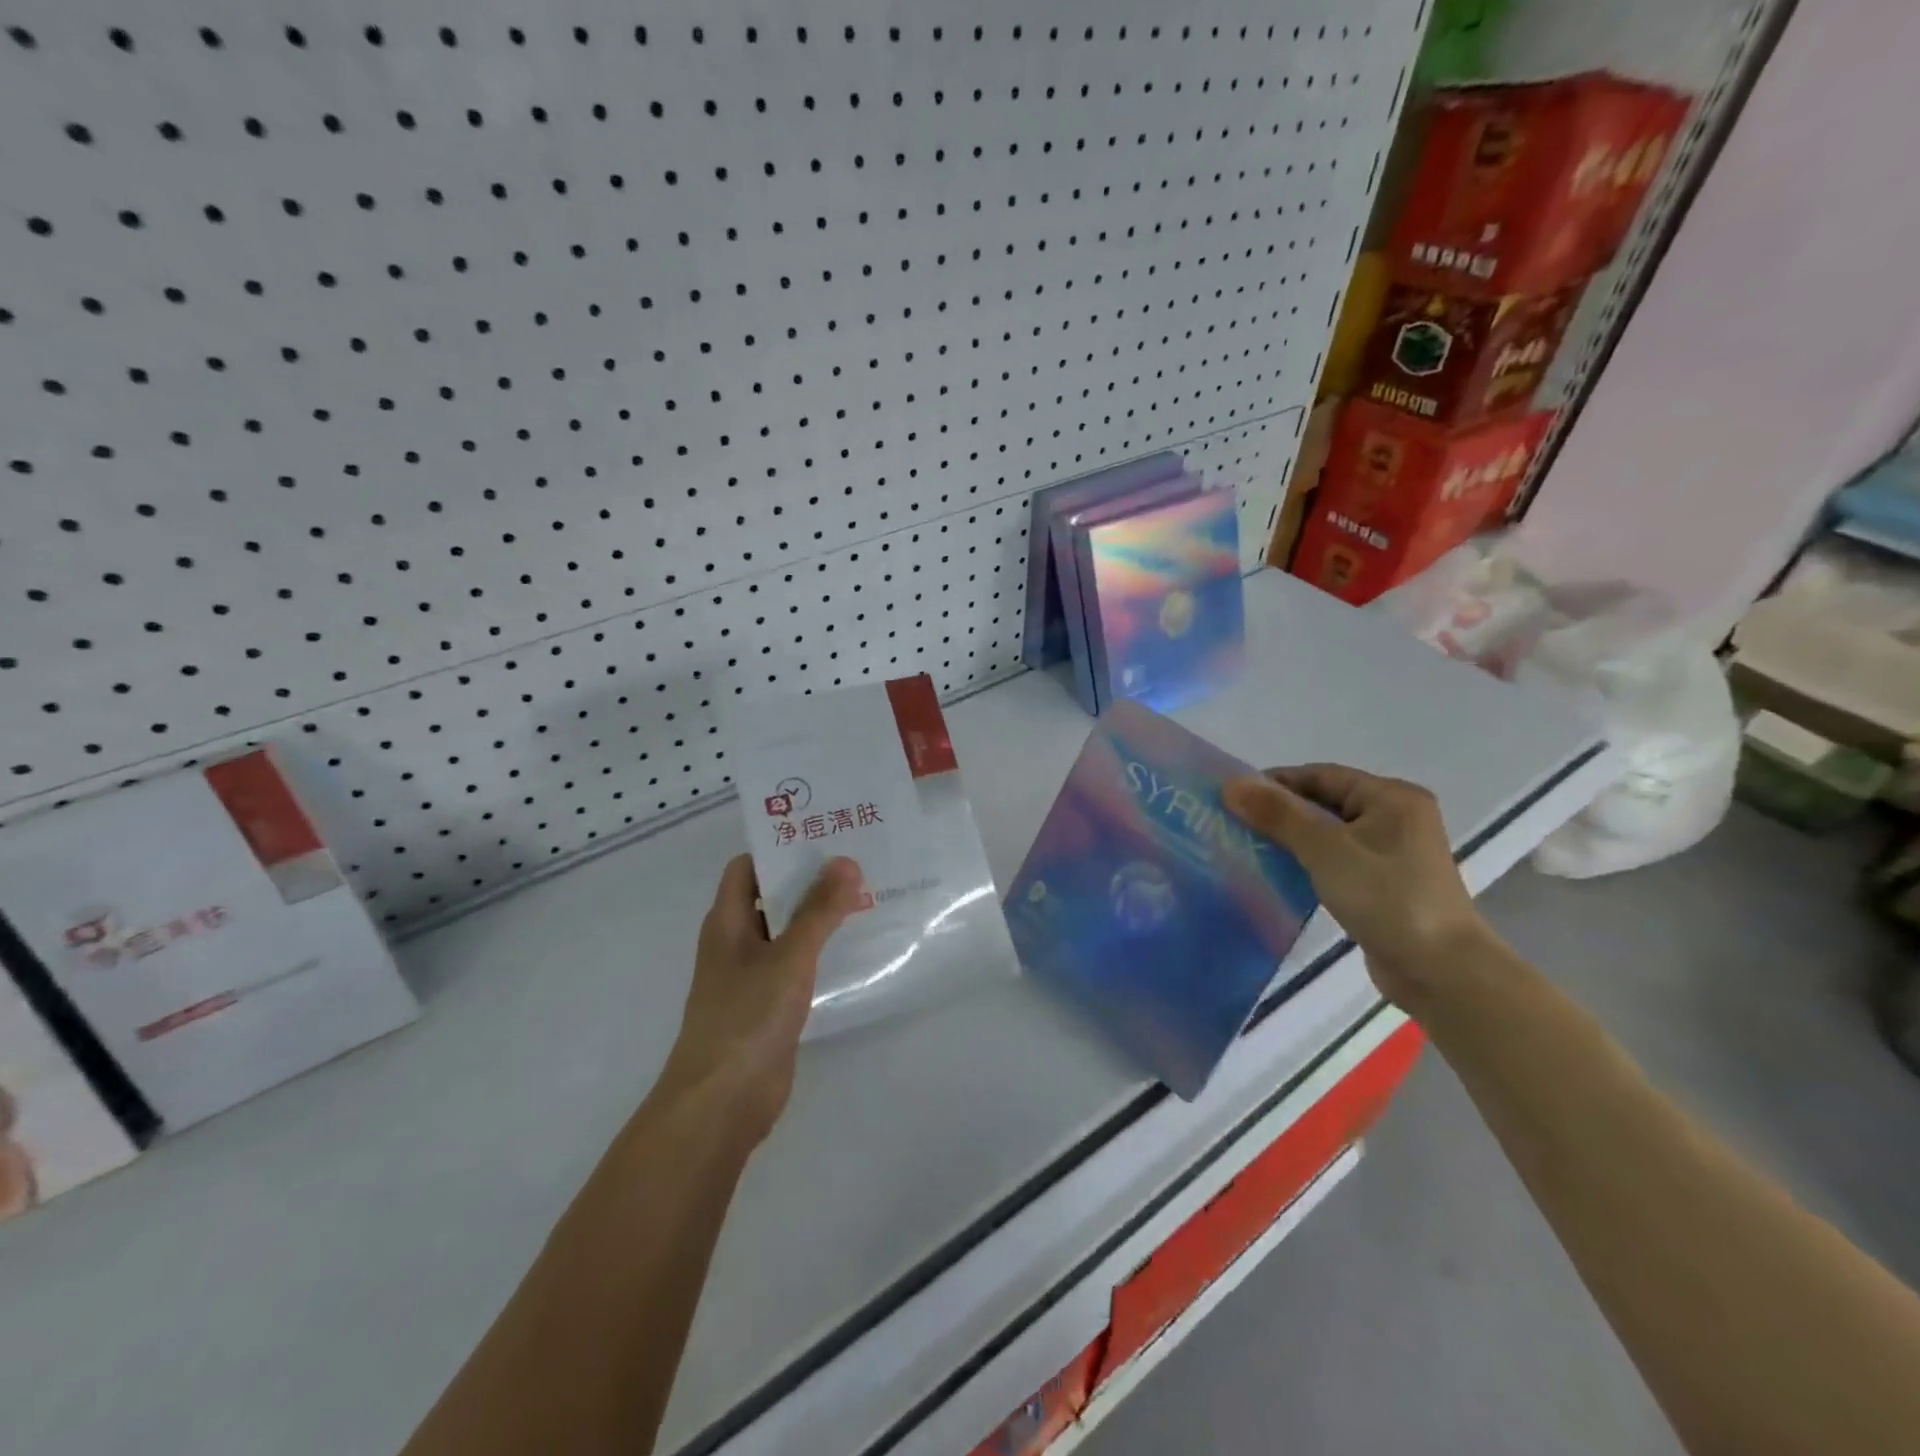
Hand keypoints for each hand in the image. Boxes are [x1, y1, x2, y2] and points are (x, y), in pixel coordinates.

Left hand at [656, 854, 864, 1144]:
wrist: (722, 1103)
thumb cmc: (747, 1018)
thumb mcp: (789, 957)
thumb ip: (818, 910)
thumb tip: (845, 861)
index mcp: (727, 922)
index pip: (747, 867)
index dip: (779, 848)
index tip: (823, 837)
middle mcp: (736, 943)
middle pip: (771, 897)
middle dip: (809, 880)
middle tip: (858, 861)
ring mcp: (751, 977)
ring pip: (787, 933)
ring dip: (818, 917)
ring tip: (866, 897)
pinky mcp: (768, 1007)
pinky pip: (796, 966)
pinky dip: (820, 953)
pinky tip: (855, 949)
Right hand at [1223, 764, 1490, 1012]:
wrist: (1442, 973)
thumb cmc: (1387, 899)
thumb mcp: (1327, 850)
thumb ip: (1279, 814)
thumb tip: (1231, 783)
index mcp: (1391, 797)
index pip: (1320, 775)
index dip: (1275, 783)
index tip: (1233, 798)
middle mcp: (1395, 817)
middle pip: (1324, 802)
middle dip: (1280, 811)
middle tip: (1234, 824)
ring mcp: (1392, 853)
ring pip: (1328, 833)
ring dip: (1290, 838)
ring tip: (1248, 847)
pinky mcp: (1384, 884)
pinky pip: (1336, 860)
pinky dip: (1307, 862)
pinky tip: (1278, 873)